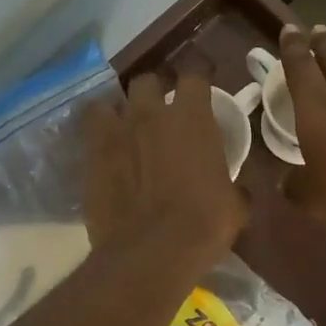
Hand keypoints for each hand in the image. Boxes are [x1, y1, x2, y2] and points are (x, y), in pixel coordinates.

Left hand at [82, 71, 245, 265]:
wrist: (151, 252)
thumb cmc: (204, 224)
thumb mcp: (236, 205)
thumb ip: (233, 185)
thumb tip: (236, 189)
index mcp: (193, 118)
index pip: (195, 73)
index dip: (199, 73)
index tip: (202, 79)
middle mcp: (151, 114)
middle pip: (147, 80)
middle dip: (154, 90)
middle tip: (160, 108)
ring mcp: (116, 132)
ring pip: (110, 101)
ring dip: (119, 110)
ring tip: (125, 126)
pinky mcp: (90, 156)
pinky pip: (89, 130)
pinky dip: (97, 135)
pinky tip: (105, 151)